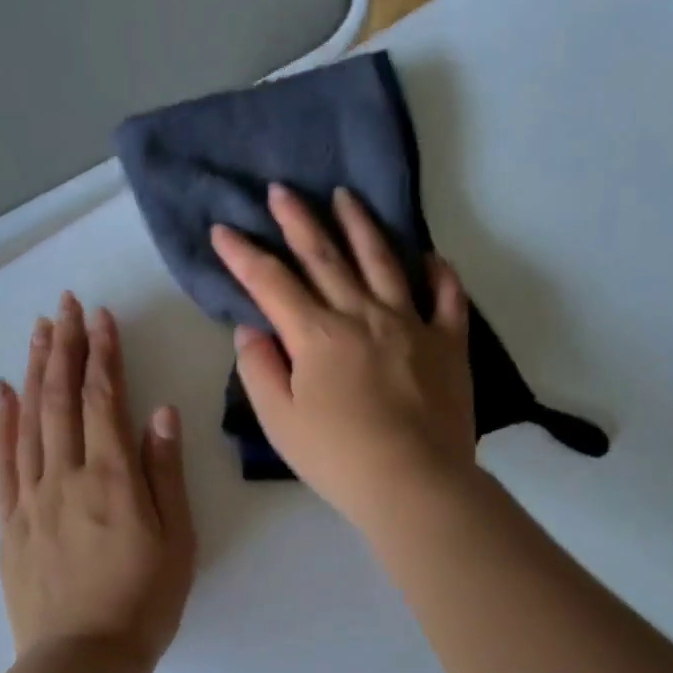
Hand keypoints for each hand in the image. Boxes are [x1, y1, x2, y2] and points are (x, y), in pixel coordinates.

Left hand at [0, 294, 195, 665]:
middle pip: (63, 400)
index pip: (105, 401)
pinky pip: (2, 461)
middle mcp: (67, 476)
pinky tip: (2, 392)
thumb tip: (161, 413)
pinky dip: (1, 422)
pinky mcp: (10, 522)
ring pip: (30, 421)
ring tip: (39, 332)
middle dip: (66, 348)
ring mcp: (31, 498)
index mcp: (113, 479)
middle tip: (66, 306)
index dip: (104, 355)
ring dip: (35, 372)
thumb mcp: (177, 540)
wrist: (83, 659)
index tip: (101, 317)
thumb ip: (165, 473)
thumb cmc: (144, 602)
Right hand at [211, 185, 475, 529]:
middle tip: (281, 190)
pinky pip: (446, 297)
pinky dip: (438, 273)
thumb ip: (260, 369)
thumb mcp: (280, 421)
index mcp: (317, 335)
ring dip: (361, 226)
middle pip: (325, 257)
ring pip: (383, 261)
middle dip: (298, 220)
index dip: (243, 255)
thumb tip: (252, 328)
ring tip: (347, 197)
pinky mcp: (448, 343)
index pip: (271, 283)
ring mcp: (411, 324)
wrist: (414, 482)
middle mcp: (363, 315)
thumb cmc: (338, 458)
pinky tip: (430, 257)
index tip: (223, 229)